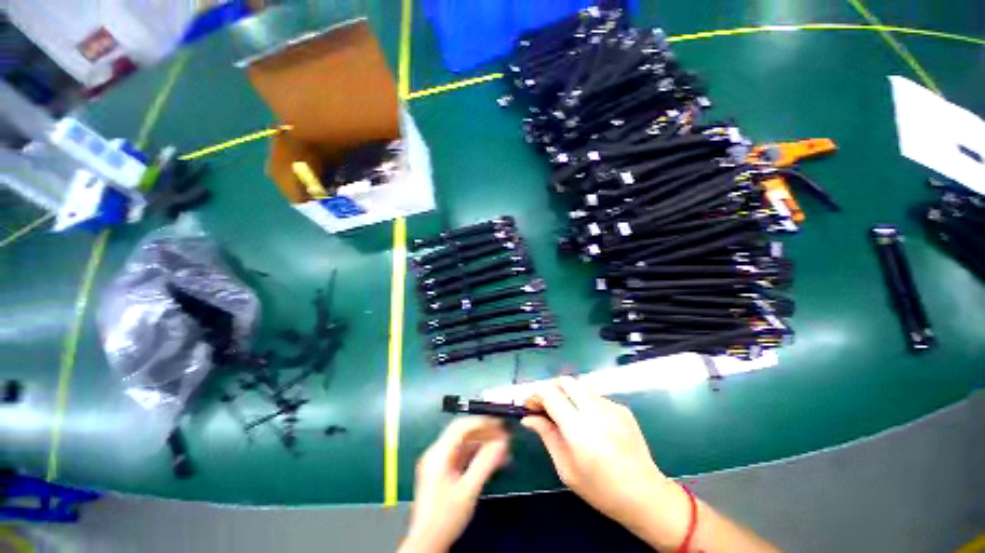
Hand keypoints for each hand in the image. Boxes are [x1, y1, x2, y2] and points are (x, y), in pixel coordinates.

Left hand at [400, 417, 509, 552]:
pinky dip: (476, 454)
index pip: (461, 426)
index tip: (500, 425)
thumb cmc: (445, 518)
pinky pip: (462, 455)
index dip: (481, 422)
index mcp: (438, 454)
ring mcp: (438, 462)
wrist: (427, 544)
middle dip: (484, 432)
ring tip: (501, 448)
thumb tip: (502, 443)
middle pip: (462, 433)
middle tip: (503, 436)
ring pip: (463, 443)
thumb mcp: (468, 491)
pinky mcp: (442, 471)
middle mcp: (437, 453)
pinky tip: (491, 459)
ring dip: (482, 443)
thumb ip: (485, 464)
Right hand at [522, 377, 689, 546]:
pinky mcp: (622, 408)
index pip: (550, 393)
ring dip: (568, 395)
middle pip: (565, 381)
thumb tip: (528, 418)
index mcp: (579, 429)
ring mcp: (611, 406)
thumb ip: (547, 437)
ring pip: (580, 386)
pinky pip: (595, 396)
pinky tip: (590, 423)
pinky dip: (585, 403)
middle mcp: (595, 411)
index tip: (530, 405)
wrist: (645, 495)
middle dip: (551, 388)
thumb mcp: (567, 469)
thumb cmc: (601, 489)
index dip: (536, 394)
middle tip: (546, 406)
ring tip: (568, 416)